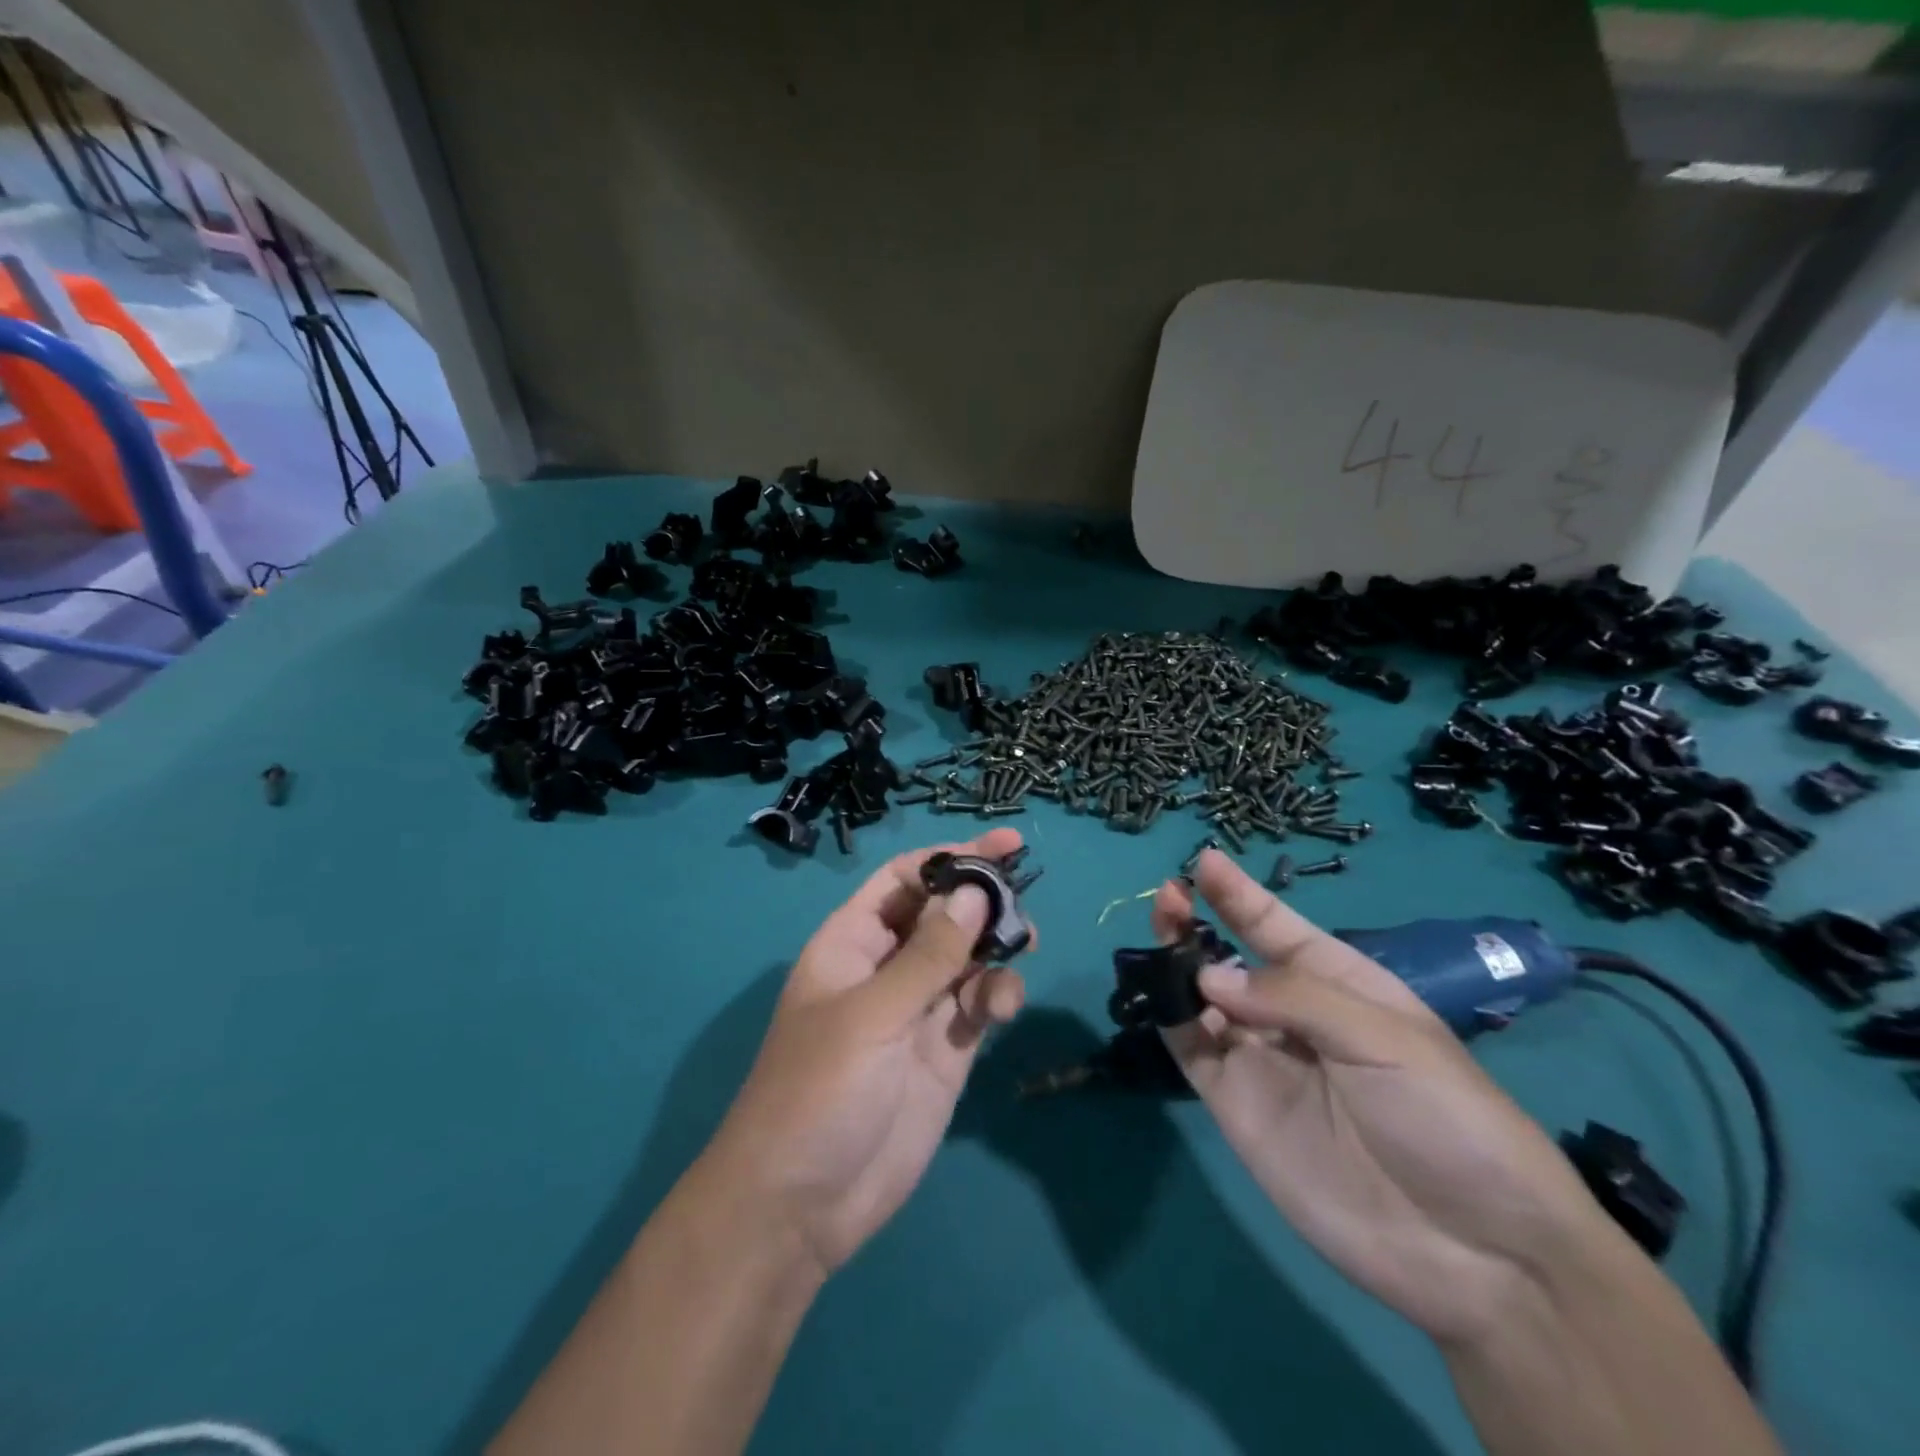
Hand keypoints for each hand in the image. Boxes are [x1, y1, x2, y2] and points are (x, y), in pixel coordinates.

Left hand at [700, 830, 1028, 1275]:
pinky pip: (978, 1005)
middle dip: (983, 900)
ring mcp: (917, 1010)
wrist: (801, 1207)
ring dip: (997, 948)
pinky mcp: (944, 1052)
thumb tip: (974, 892)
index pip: (904, 879)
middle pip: (942, 913)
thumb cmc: (818, 1091)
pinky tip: (1004, 1007)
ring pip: (967, 957)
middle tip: (1024, 901)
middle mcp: (886, 967)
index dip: (950, 857)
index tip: (1003, 846)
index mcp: (852, 942)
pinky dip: (997, 996)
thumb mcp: (871, 1014)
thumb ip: (928, 955)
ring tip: (1023, 948)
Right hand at [1156, 851, 1625, 1346]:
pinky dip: (1170, 1018)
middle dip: (1196, 923)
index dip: (1240, 894)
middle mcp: (1291, 1015)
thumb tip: (1208, 974)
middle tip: (1169, 898)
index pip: (1277, 927)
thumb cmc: (1447, 1118)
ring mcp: (1259, 1060)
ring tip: (1162, 938)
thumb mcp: (1385, 1037)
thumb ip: (1292, 996)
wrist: (1475, 1252)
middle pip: (1230, 958)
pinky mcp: (1234, 1104)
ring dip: (1175, 965)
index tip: (1203, 860)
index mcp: (1339, 984)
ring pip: (1200, 999)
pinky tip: (1161, 996)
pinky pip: (1191, 1050)